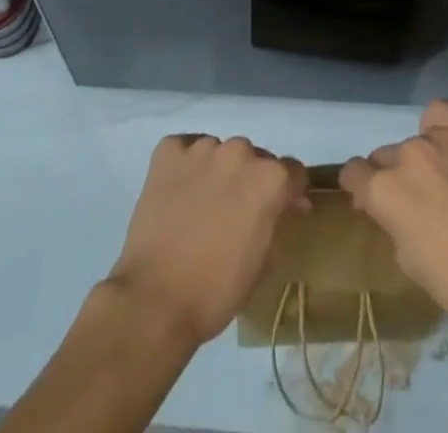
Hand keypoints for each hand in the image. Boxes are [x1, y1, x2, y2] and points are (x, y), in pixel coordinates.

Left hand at [106, 134, 309, 346]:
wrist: (154, 299)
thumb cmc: (216, 291)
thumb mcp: (263, 263)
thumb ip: (276, 222)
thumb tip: (284, 206)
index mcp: (269, 179)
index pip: (293, 171)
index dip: (290, 192)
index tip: (282, 210)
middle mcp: (239, 152)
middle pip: (254, 158)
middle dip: (250, 181)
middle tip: (236, 213)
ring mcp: (201, 148)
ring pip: (219, 152)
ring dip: (218, 172)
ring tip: (202, 204)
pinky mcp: (168, 151)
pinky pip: (185, 149)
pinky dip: (186, 165)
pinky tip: (179, 192)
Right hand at [341, 100, 447, 335]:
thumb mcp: (411, 265)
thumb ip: (392, 225)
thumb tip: (390, 209)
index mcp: (384, 190)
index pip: (353, 173)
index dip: (360, 190)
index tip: (371, 205)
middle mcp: (406, 155)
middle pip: (384, 157)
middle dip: (392, 178)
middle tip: (417, 205)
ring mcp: (440, 139)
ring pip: (414, 141)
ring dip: (420, 160)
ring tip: (445, 182)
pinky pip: (443, 115)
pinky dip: (441, 127)